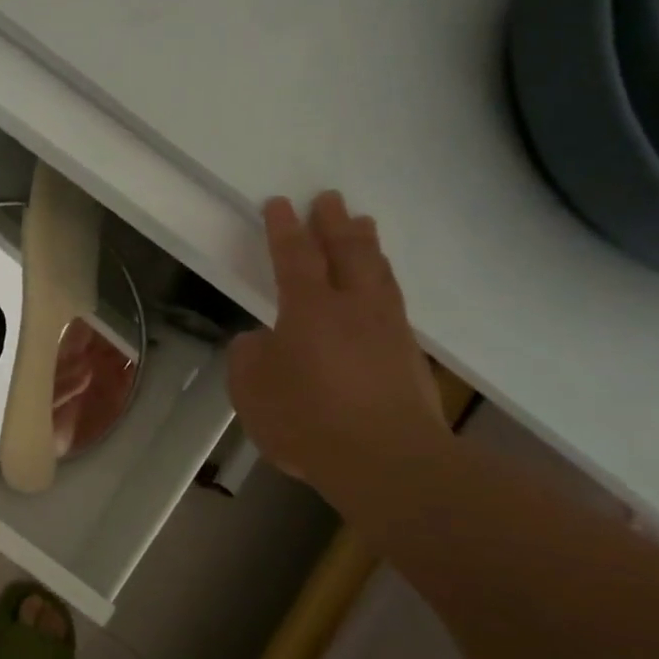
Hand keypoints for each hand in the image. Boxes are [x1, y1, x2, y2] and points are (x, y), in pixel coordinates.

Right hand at [229, 192, 446, 495]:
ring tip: (362, 225)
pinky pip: (393, 301)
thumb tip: (262, 341)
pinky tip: (380, 288)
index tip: (279, 202)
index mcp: (309, 309)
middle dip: (334, 223)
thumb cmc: (306, 419)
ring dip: (367, 245)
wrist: (386, 459)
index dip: (284, 229)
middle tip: (330, 198)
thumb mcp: (251, 390)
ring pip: (378, 272)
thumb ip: (250, 357)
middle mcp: (353, 307)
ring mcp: (387, 329)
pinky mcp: (408, 356)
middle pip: (347, 252)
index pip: (295, 257)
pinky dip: (383, 282)